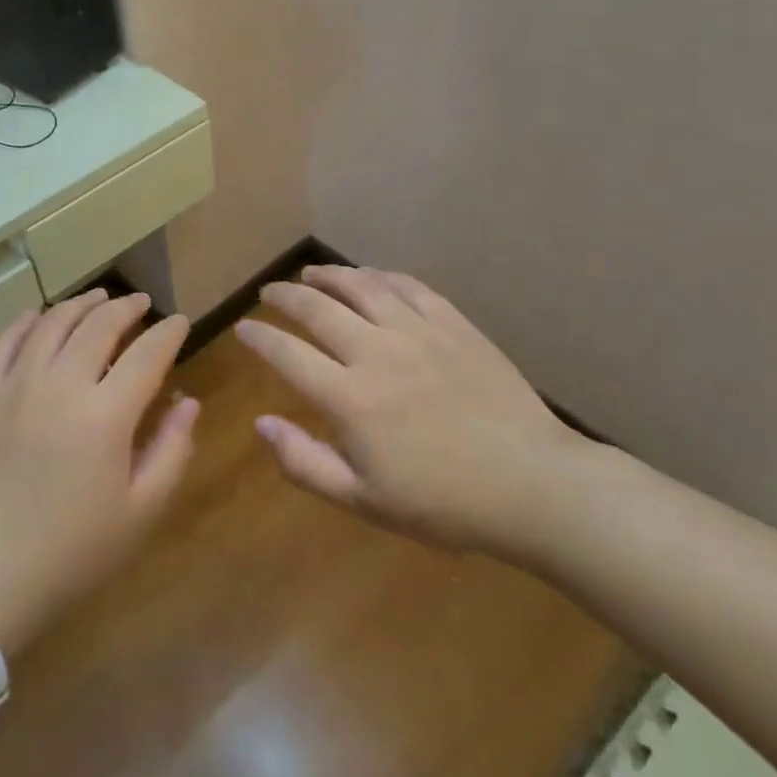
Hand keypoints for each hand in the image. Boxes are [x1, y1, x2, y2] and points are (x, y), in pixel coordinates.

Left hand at [0, 288, 198, 655]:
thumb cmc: (72, 550)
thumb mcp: (139, 512)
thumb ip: (171, 450)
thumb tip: (187, 401)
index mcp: (106, 414)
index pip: (147, 353)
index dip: (169, 332)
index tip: (180, 322)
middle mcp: (61, 383)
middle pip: (100, 324)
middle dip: (128, 307)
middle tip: (142, 303)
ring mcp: (17, 383)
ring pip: (54, 322)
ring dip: (81, 304)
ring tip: (99, 298)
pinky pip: (6, 340)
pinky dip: (27, 320)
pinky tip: (39, 314)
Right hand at [237, 265, 583, 561]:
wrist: (533, 485)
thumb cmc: (444, 503)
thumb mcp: (364, 501)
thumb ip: (305, 463)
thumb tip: (261, 423)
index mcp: (350, 398)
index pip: (287, 354)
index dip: (259, 337)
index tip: (243, 328)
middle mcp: (376, 352)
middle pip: (317, 308)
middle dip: (285, 296)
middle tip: (269, 291)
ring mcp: (417, 332)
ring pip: (361, 286)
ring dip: (329, 275)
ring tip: (310, 273)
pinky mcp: (453, 324)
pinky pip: (408, 286)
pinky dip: (380, 276)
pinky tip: (370, 276)